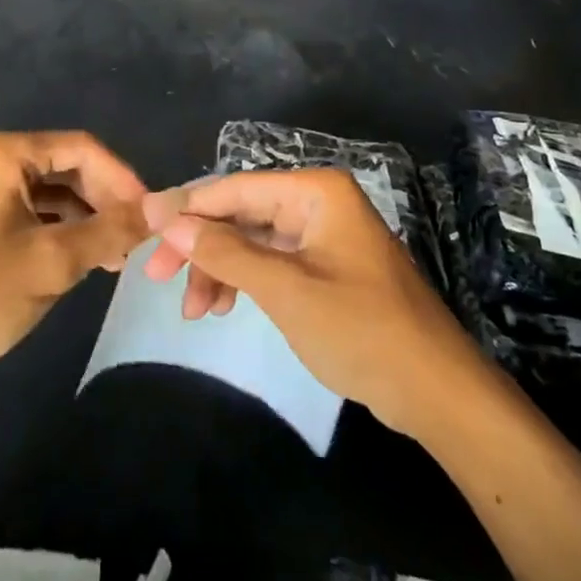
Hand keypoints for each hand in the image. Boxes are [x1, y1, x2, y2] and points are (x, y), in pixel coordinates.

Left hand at [0, 132, 149, 403]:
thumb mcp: (53, 263)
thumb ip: (110, 231)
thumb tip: (160, 211)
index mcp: (7, 154)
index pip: (84, 148)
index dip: (123, 179)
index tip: (151, 215)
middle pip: (68, 166)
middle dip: (105, 200)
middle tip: (135, 239)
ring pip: (52, 191)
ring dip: (87, 218)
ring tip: (115, 256)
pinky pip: (32, 211)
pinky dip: (61, 230)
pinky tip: (83, 259)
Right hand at [142, 169, 478, 439]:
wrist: (437, 392)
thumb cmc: (362, 330)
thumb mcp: (286, 290)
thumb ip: (225, 252)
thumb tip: (167, 221)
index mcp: (314, 191)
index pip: (236, 188)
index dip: (187, 206)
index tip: (143, 226)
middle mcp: (317, 202)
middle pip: (242, 213)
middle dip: (201, 245)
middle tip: (160, 278)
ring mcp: (323, 234)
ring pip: (253, 239)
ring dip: (220, 268)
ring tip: (196, 311)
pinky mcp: (326, 266)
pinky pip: (272, 260)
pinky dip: (245, 280)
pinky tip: (224, 305)